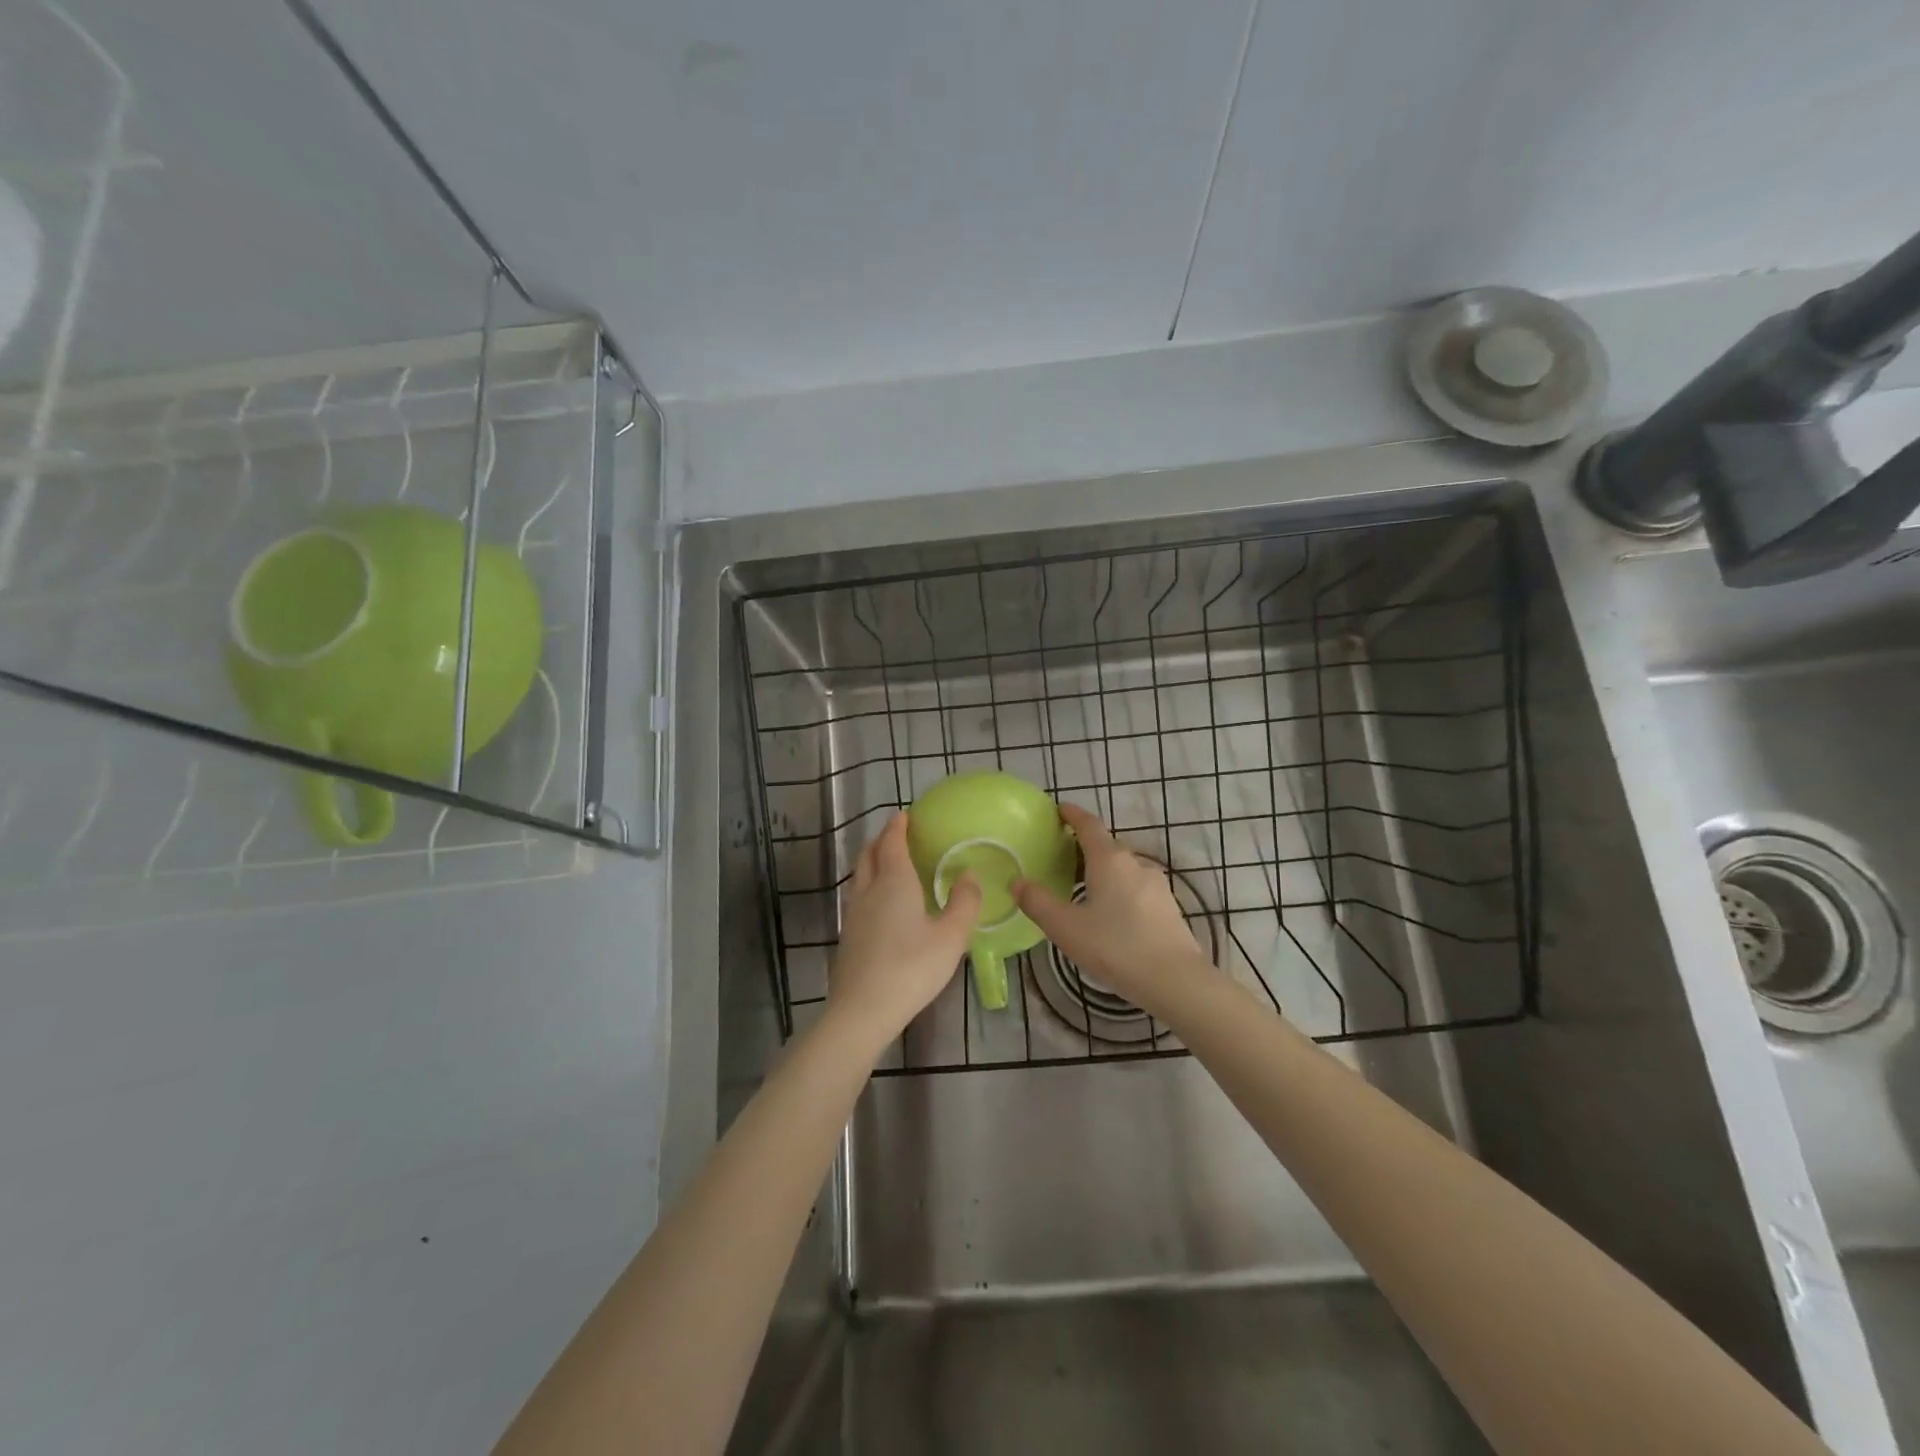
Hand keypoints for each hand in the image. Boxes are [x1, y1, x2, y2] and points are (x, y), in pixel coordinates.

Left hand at [827, 812, 980, 1048]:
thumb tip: (969, 875)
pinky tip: (882, 903)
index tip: (906, 815)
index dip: (898, 826)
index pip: (891, 842)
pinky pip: (857, 895)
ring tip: (890, 864)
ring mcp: (853, 913)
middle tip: (899, 835)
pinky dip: (869, 884)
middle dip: (882, 839)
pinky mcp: (847, 935)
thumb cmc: (911, 968)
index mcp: (893, 882)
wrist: (862, 1011)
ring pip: (859, 874)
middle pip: (869, 853)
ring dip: (873, 861)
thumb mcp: (951, 937)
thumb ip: (964, 903)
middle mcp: (868, 890)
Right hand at [1013, 803, 1212, 1017]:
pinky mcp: (1168, 907)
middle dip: (1084, 847)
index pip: (1089, 825)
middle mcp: (1135, 863)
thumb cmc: (1115, 947)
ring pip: (1123, 869)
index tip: (1059, 809)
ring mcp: (1156, 885)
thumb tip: (1016, 882)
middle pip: (1106, 846)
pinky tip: (1111, 915)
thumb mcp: (1066, 928)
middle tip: (1061, 858)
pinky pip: (1137, 888)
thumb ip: (1038, 903)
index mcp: (1109, 860)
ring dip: (1103, 872)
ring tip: (1083, 889)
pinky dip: (1119, 891)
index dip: (1073, 815)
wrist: (1175, 980)